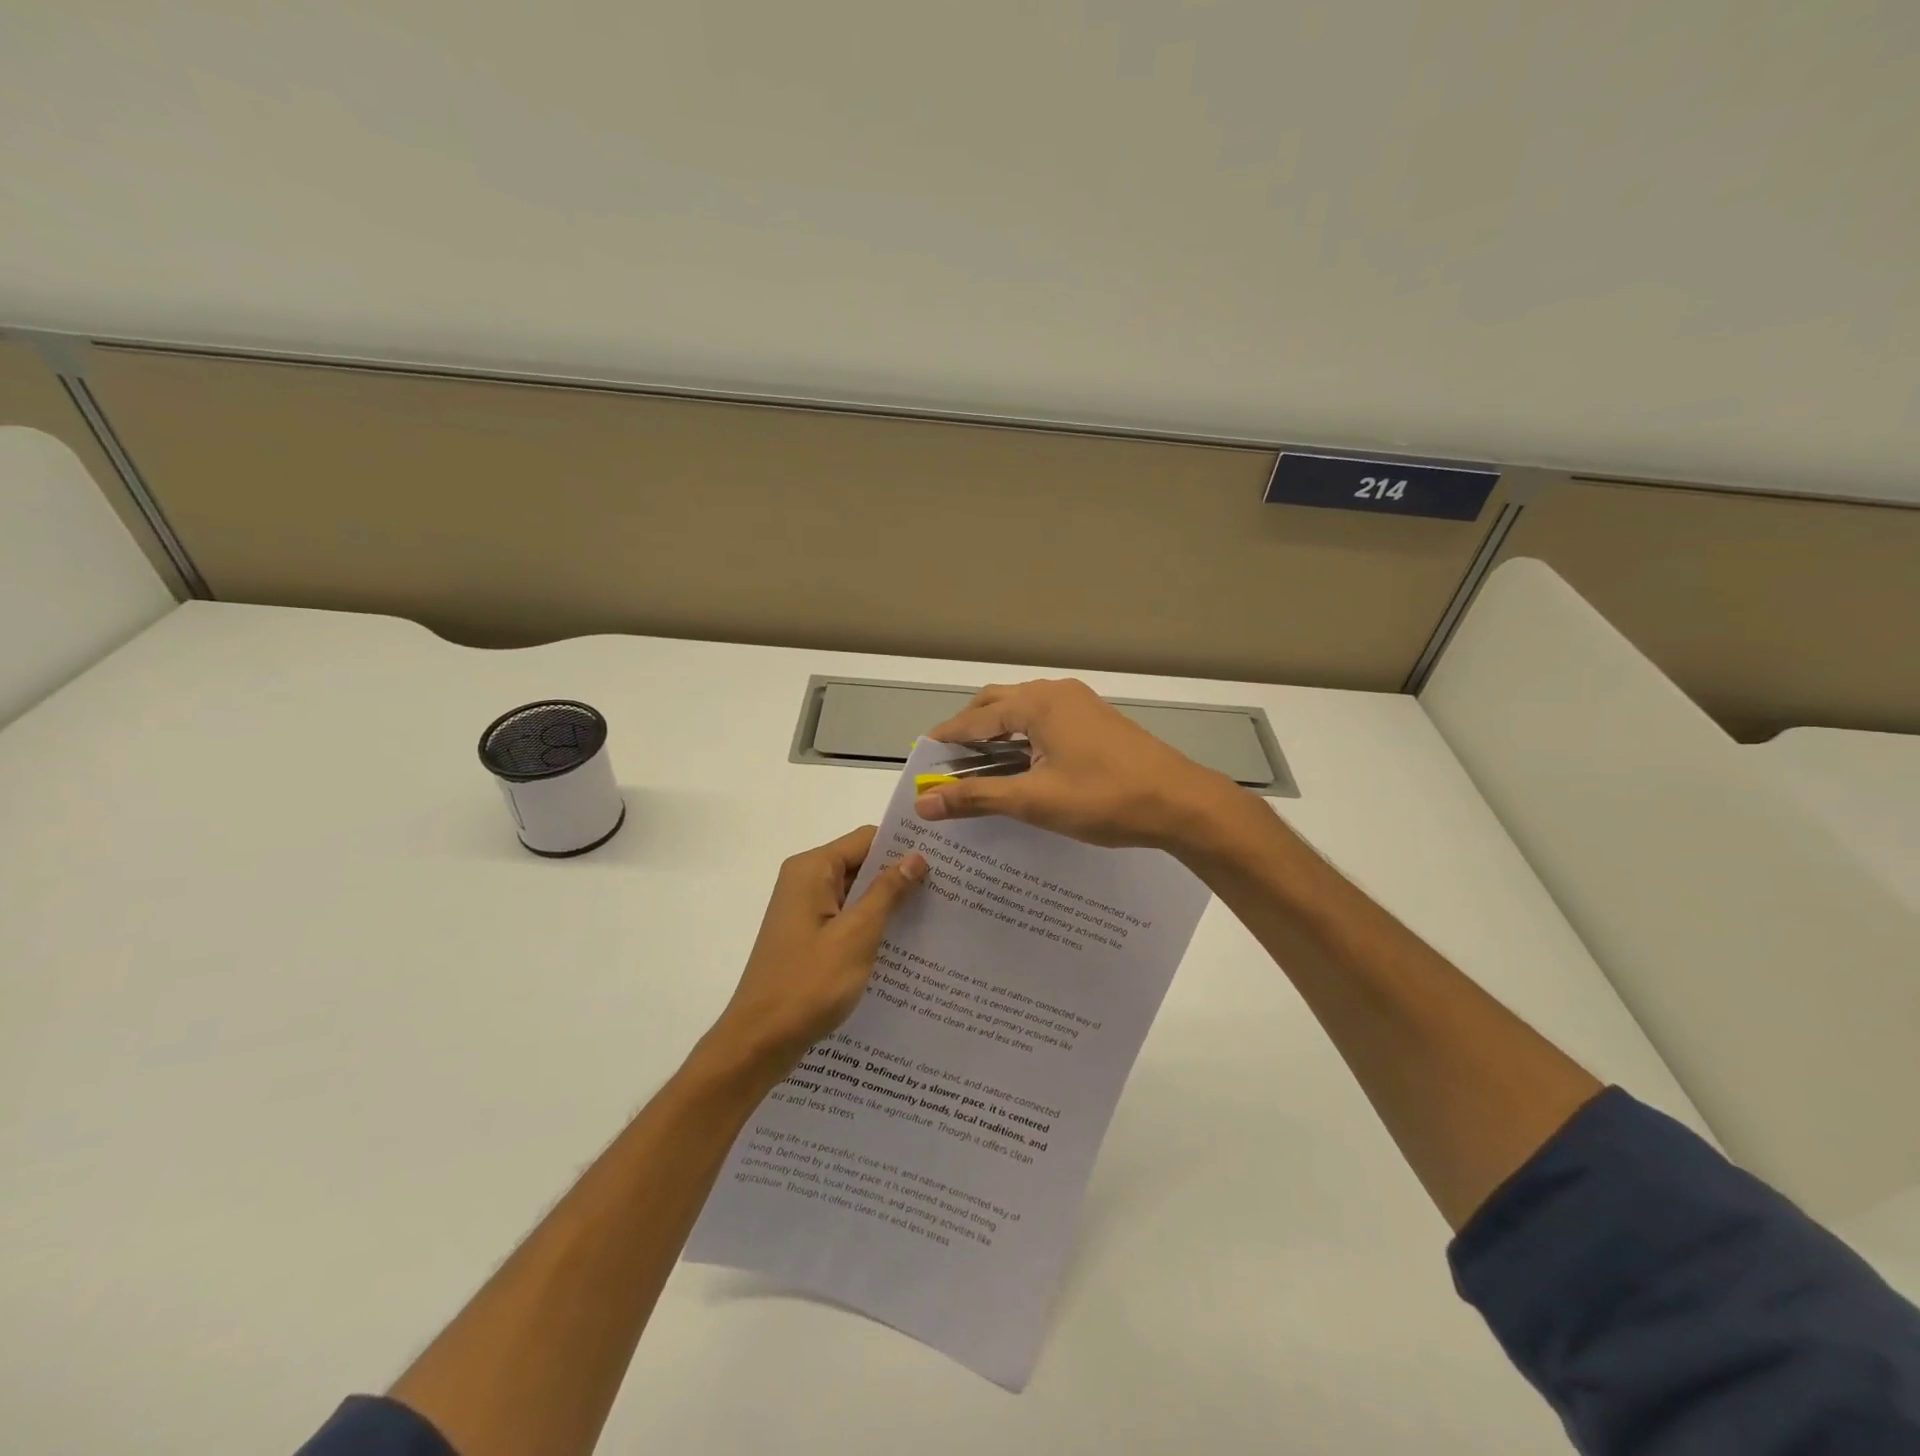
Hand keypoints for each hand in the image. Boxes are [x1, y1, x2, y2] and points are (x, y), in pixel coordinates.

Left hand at [708, 826, 926, 1074]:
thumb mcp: (857, 934)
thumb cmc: (808, 983)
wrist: (760, 1041)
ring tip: (936, 913)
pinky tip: (904, 942)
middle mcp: (805, 881)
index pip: (866, 839)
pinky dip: (872, 925)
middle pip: (861, 863)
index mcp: (812, 870)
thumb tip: (916, 856)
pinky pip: (847, 918)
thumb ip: (887, 891)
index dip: (903, 846)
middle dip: (900, 875)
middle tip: (948, 887)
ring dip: (889, 903)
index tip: (943, 858)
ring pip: (857, 893)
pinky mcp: (808, 937)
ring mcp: (805, 910)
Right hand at [914, 678, 1240, 849]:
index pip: (976, 718)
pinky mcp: (1096, 721)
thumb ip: (977, 796)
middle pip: (997, 704)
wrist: (1181, 803)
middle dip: (969, 730)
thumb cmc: (1105, 798)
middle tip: (948, 763)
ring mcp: (1080, 704)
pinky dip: (1022, 738)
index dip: (947, 739)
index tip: (922, 757)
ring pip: (1023, 711)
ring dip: (997, 734)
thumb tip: (925, 802)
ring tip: (978, 766)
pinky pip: (1045, 720)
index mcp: (1038, 703)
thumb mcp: (1035, 801)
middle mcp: (1057, 693)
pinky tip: (1020, 765)